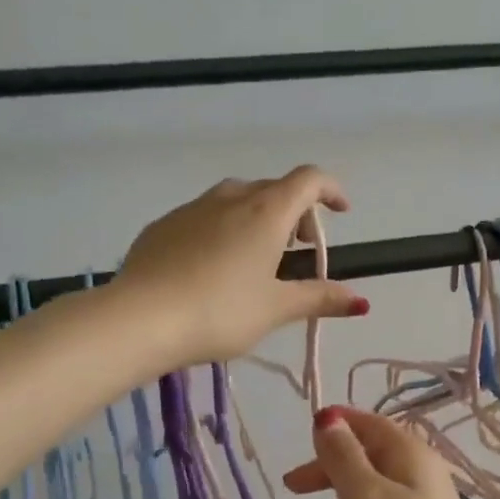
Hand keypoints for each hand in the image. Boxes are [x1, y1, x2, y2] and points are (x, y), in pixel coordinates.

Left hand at [114, 166, 366, 367]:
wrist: (140, 318)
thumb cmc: (220, 312)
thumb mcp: (275, 309)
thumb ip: (318, 299)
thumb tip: (360, 300)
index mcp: (266, 213)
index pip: (308, 180)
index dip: (331, 190)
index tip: (341, 212)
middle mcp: (230, 199)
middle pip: (273, 188)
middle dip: (294, 210)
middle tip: (298, 247)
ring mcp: (191, 209)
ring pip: (236, 199)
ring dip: (257, 216)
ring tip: (256, 256)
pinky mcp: (162, 226)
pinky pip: (203, 216)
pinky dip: (222, 228)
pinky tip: (212, 266)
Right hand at [284, 407, 496, 498]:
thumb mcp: (362, 496)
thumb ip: (343, 455)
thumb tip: (328, 420)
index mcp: (414, 454)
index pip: (371, 423)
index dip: (336, 426)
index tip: (302, 442)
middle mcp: (425, 476)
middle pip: (370, 458)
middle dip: (332, 472)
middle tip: (294, 489)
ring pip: (373, 494)